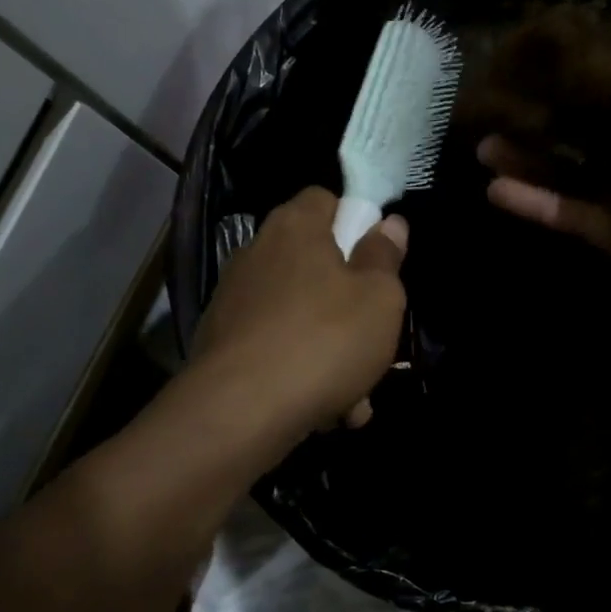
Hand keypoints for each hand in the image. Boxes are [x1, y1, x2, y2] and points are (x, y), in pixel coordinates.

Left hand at [191, 187, 408, 438]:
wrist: (239, 411)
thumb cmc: (323, 340)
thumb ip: (385, 258)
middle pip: (313, 264)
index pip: (324, 199)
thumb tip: (389, 224)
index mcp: (294, 228)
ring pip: (298, 316)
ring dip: (329, 350)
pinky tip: (322, 412)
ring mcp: (233, 300)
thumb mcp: (379, 299)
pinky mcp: (221, 344)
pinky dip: (298, 372)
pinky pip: (274, 348)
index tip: (376, 260)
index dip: (355, 221)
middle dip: (348, 304)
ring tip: (354, 398)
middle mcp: (256, 254)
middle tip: (373, 340)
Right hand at [482, 40, 610, 321]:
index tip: (540, 60)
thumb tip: (606, 62)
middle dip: (549, 114)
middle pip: (598, 125)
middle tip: (500, 104)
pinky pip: (572, 213)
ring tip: (482, 144)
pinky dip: (535, 202)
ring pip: (577, 170)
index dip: (589, 68)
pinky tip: (493, 188)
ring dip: (530, 157)